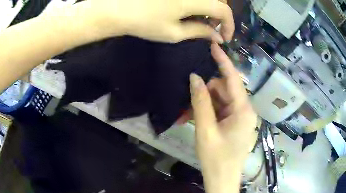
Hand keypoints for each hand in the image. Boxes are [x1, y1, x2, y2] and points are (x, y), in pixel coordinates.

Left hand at [84, 0, 233, 42]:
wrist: (116, 9)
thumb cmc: (144, 23)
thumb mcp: (175, 32)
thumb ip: (200, 32)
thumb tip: (218, 36)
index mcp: (192, 0)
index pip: (223, 9)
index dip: (229, 24)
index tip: (225, 37)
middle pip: (217, 0)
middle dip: (219, 15)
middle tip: (211, 28)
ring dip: (208, 8)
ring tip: (199, 20)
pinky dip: (197, 3)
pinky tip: (188, 10)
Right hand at [190, 44, 256, 192]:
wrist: (222, 185)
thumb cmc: (216, 161)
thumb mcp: (205, 130)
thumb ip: (200, 101)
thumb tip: (195, 77)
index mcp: (243, 111)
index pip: (233, 79)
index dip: (222, 61)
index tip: (212, 45)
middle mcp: (245, 111)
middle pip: (225, 90)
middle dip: (207, 90)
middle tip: (187, 97)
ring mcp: (241, 118)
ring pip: (222, 100)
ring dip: (205, 102)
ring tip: (188, 112)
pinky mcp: (236, 125)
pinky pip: (222, 110)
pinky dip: (209, 111)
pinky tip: (196, 117)